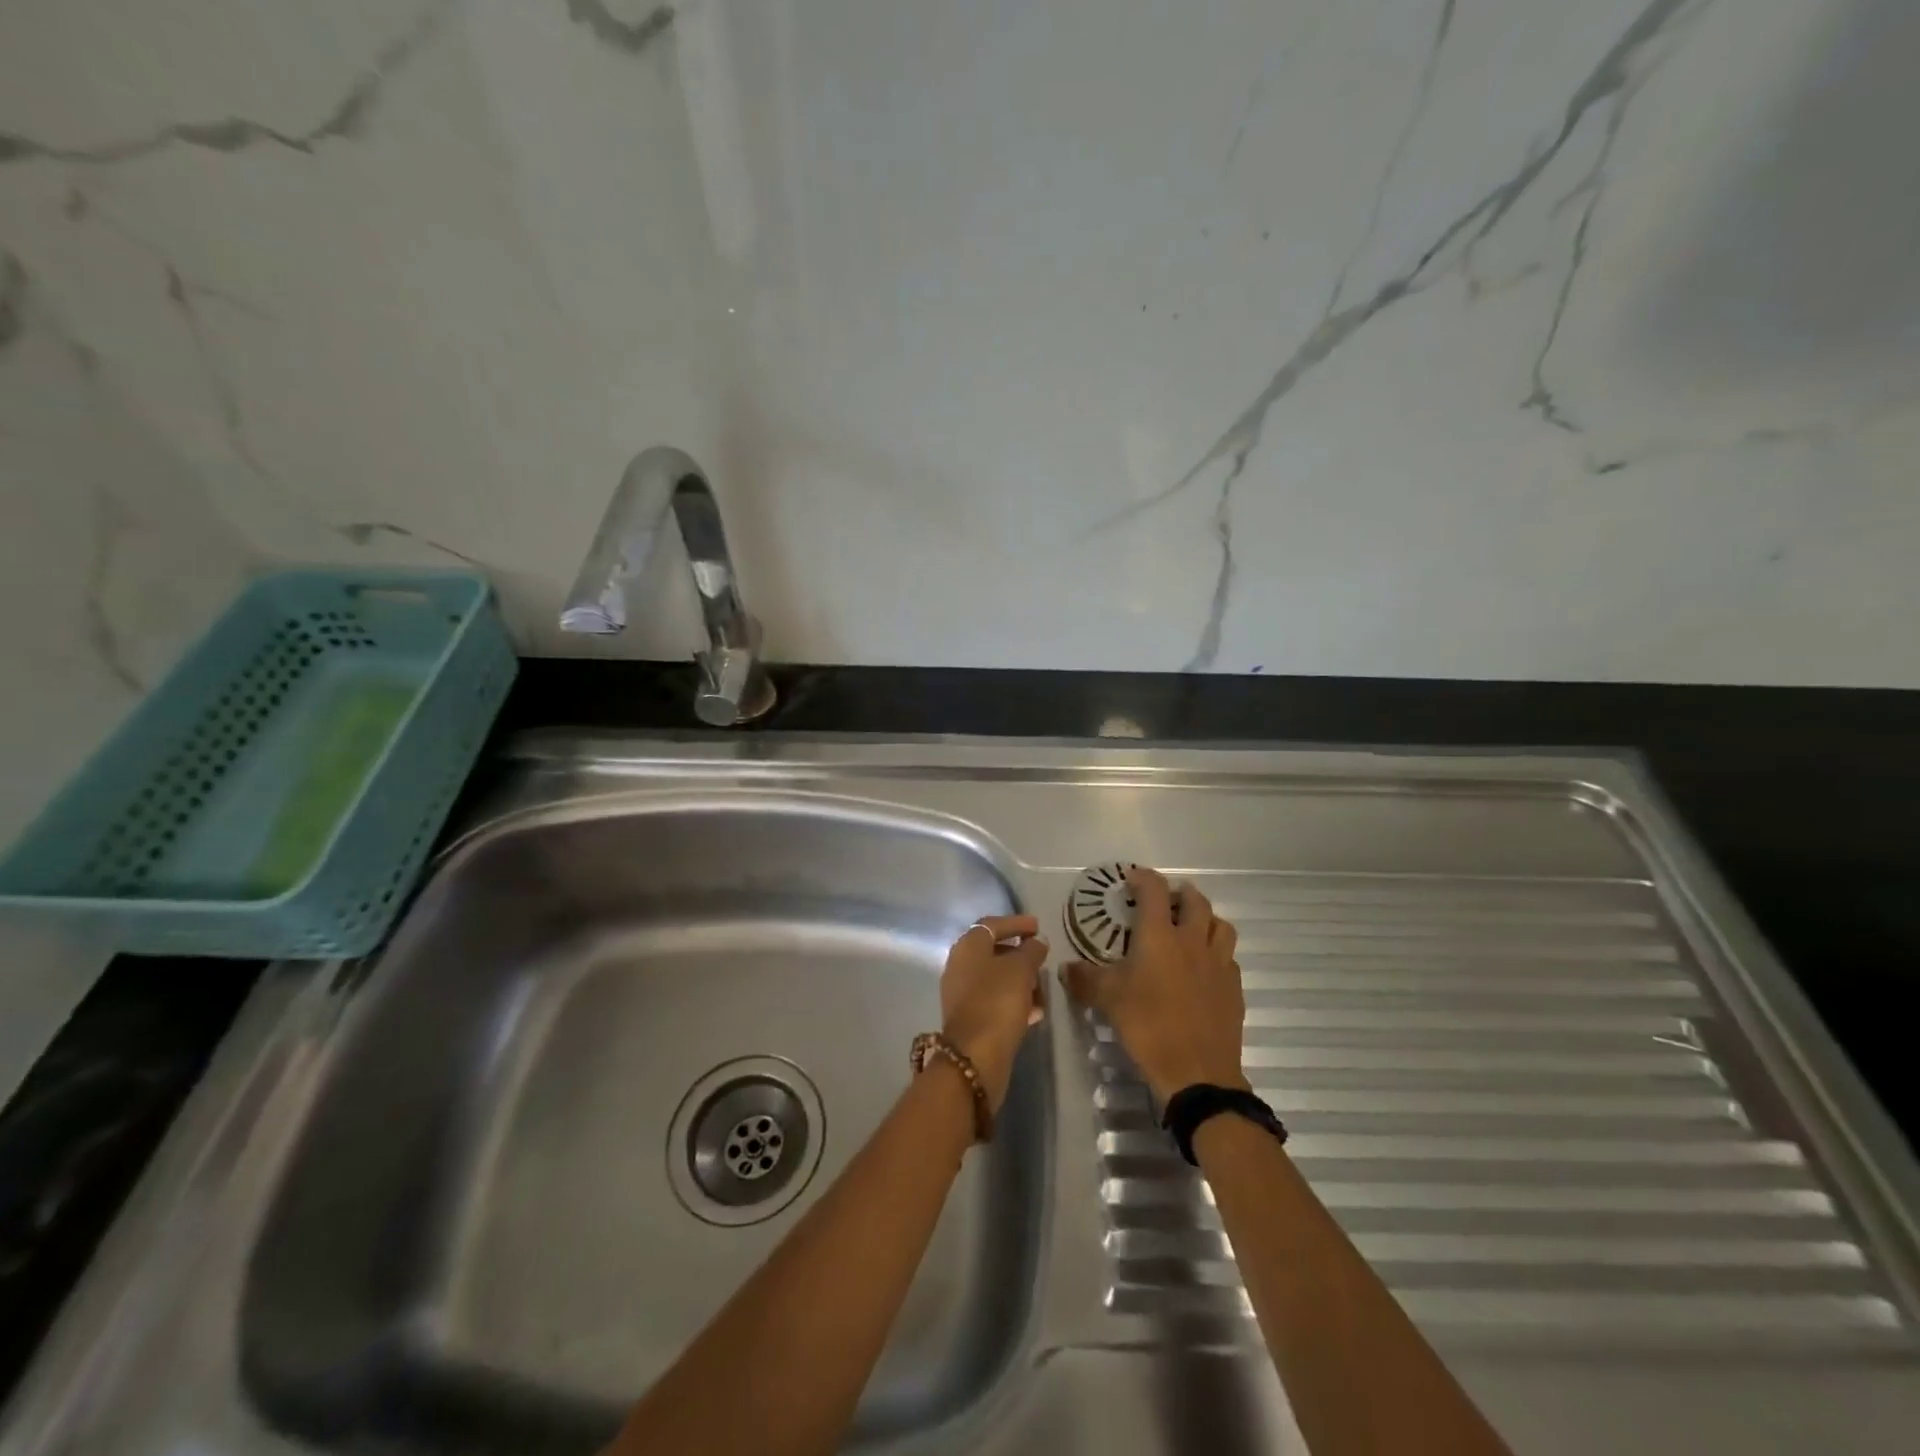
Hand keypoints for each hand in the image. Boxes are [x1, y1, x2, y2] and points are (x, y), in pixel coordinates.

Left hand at [940, 914, 1047, 1111]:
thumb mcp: (1021, 969)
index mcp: (968, 946)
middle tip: (1042, 957)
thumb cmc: (997, 1002)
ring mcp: (962, 992)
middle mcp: (960, 965)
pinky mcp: (970, 1017)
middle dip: (1020, 953)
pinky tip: (1034, 1011)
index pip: (992, 924)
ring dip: (1020, 979)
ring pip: (996, 977)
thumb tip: (1037, 941)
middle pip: (993, 951)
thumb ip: (1031, 950)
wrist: (975, 1056)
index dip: (1016, 923)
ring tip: (1043, 987)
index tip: (1038, 927)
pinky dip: (1014, 999)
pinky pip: (995, 999)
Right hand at [1063, 866, 1246, 1103]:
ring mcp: (1218, 963)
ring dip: (1206, 918)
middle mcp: (1193, 941)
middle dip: (1179, 894)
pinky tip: (1204, 969)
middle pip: (1195, 901)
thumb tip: (1066, 968)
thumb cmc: (1148, 1026)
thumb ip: (1085, 979)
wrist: (1197, 1073)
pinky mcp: (1234, 988)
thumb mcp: (1107, 1000)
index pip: (1154, 890)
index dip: (1142, 878)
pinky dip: (1216, 953)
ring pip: (1220, 925)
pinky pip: (1228, 957)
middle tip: (1164, 902)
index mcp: (1160, 936)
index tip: (1131, 879)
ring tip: (1191, 928)